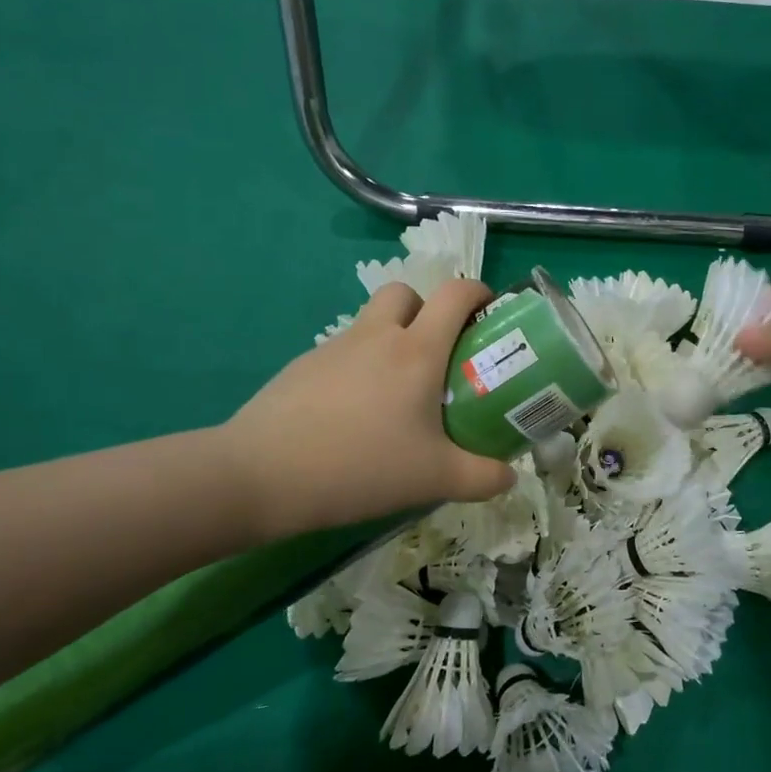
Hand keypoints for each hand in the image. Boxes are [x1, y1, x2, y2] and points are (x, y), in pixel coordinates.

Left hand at [216, 280, 516, 540]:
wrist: (260, 476)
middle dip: (428, 309)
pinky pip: (343, 354)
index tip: (491, 314)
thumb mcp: (435, 479)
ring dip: (392, 339)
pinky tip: (355, 417)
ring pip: (371, 323)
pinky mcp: (301, 369)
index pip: (456, 294)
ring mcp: (333, 349)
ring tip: (398, 394)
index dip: (479, 292)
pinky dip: (359, 368)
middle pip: (406, 292)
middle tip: (439, 352)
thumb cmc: (361, 466)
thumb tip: (510, 477)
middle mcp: (376, 336)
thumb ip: (482, 478)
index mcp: (416, 350)